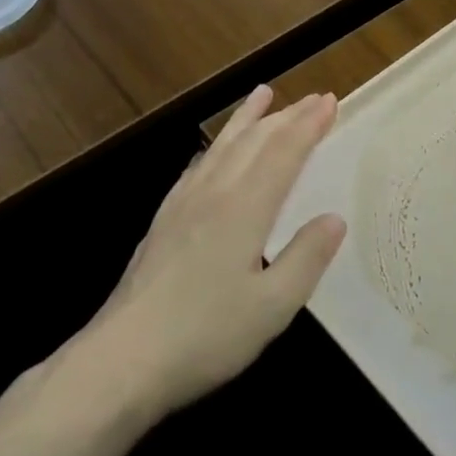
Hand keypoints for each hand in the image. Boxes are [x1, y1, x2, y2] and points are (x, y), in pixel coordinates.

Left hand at [92, 87, 345, 414]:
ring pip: (221, 148)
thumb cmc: (204, 336)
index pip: (283, 154)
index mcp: (244, 209)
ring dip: (246, 119)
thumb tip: (335, 218)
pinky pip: (196, 168)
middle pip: (253, 142)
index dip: (308, 125)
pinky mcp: (162, 223)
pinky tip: (212, 152)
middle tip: (311, 97)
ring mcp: (182, 206)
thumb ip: (307, 258)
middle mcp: (213, 195)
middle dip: (286, 116)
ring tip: (262, 95)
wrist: (121, 360)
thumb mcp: (272, 307)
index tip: (329, 101)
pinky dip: (214, 147)